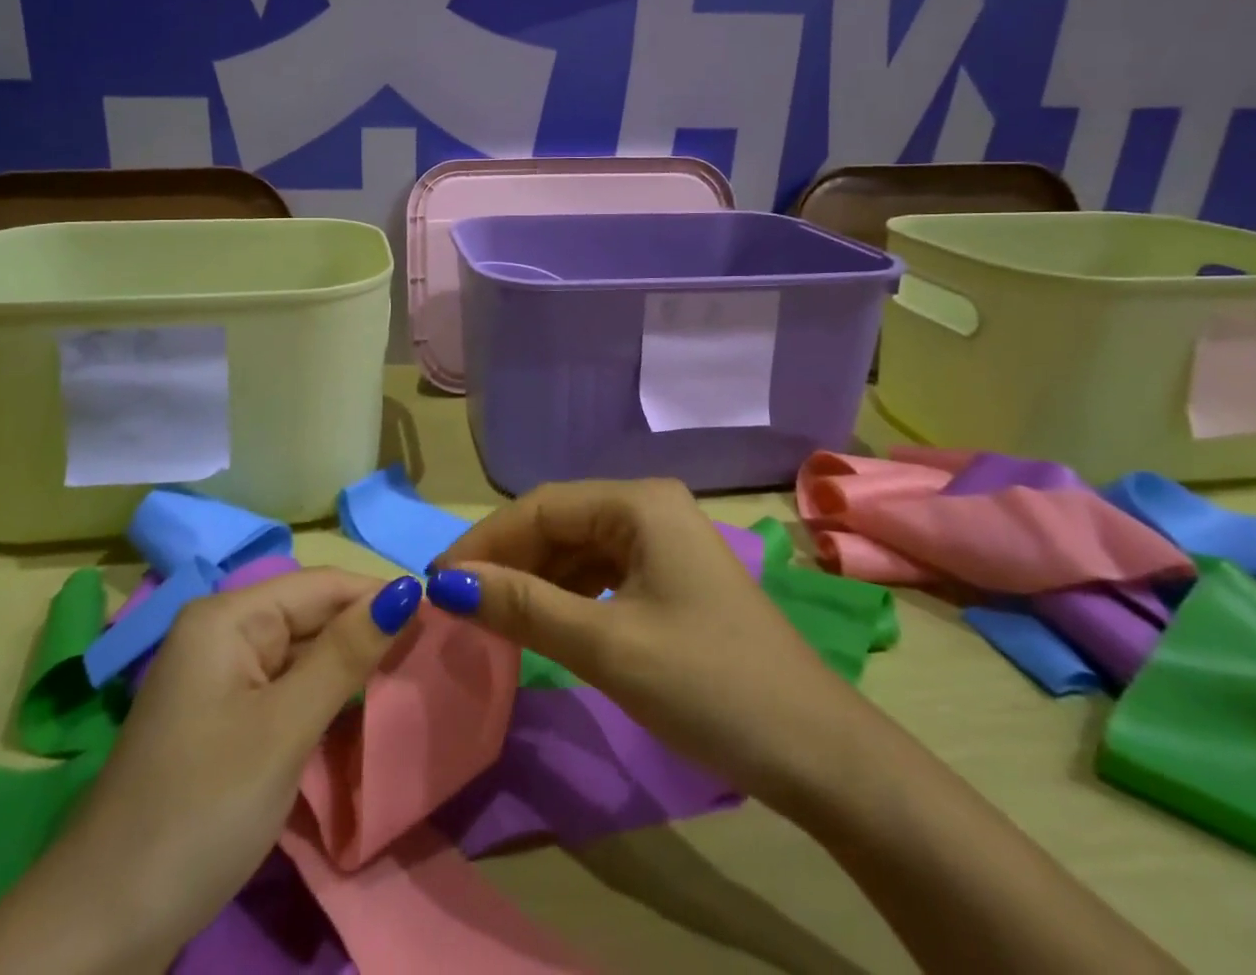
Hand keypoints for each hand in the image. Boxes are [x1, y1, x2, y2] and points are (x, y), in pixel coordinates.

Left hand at [0, 568, 423, 974]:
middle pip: (311, 616)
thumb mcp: (285, 727)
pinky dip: (322, 700)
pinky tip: (358, 715)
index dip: (380, 596)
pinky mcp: (221, 720)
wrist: (100, 928)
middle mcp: (221, 633)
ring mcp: (218, 679)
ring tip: (409, 679)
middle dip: (367, 633)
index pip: (322, 585)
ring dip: (349, 669)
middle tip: (432, 656)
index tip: (441, 616)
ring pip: (302, 654)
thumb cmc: (201, 809)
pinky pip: (284, 689)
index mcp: (228, 616)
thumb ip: (347, 653)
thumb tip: (407, 588)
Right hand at [428, 478, 867, 810]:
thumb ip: (524, 606)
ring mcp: (663, 543)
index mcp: (638, 502)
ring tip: (490, 615)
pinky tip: (543, 622)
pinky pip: (601, 574)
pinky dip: (566, 596)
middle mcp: (649, 507)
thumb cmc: (709, 685)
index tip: (437, 582)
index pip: (541, 507)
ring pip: (577, 549)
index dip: (485, 541)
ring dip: (533, 579)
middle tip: (458, 604)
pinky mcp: (670, 579)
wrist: (818, 753)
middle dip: (508, 560)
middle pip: (559, 523)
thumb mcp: (606, 645)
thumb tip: (447, 584)